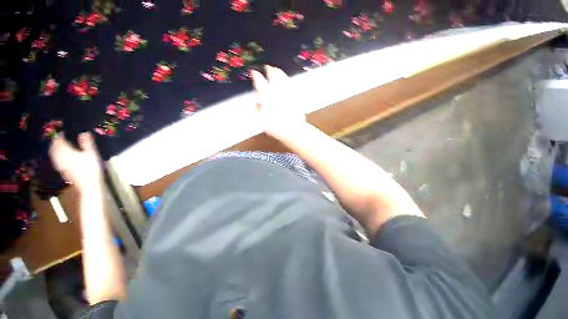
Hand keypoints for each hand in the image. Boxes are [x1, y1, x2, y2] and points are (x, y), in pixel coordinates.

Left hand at [49, 133, 101, 190]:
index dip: (60, 136)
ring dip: (53, 153)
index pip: (61, 142)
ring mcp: (64, 169)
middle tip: (55, 138)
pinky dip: (57, 162)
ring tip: (53, 148)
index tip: (61, 132)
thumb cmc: (91, 170)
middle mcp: (64, 160)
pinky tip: (58, 161)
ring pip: (56, 159)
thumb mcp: (91, 153)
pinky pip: (59, 166)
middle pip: (56, 151)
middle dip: (54, 144)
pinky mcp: (66, 175)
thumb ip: (86, 142)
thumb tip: (83, 132)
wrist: (90, 188)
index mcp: (69, 152)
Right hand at [251, 66, 306, 140]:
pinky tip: (286, 79)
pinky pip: (290, 83)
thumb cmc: (275, 126)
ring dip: (279, 72)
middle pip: (273, 76)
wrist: (293, 129)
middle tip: (267, 66)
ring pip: (283, 77)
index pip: (260, 82)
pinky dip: (286, 79)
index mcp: (267, 96)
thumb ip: (257, 108)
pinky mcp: (295, 94)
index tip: (253, 71)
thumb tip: (256, 100)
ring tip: (276, 69)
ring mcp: (287, 91)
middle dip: (269, 70)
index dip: (256, 75)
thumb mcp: (261, 120)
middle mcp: (277, 91)